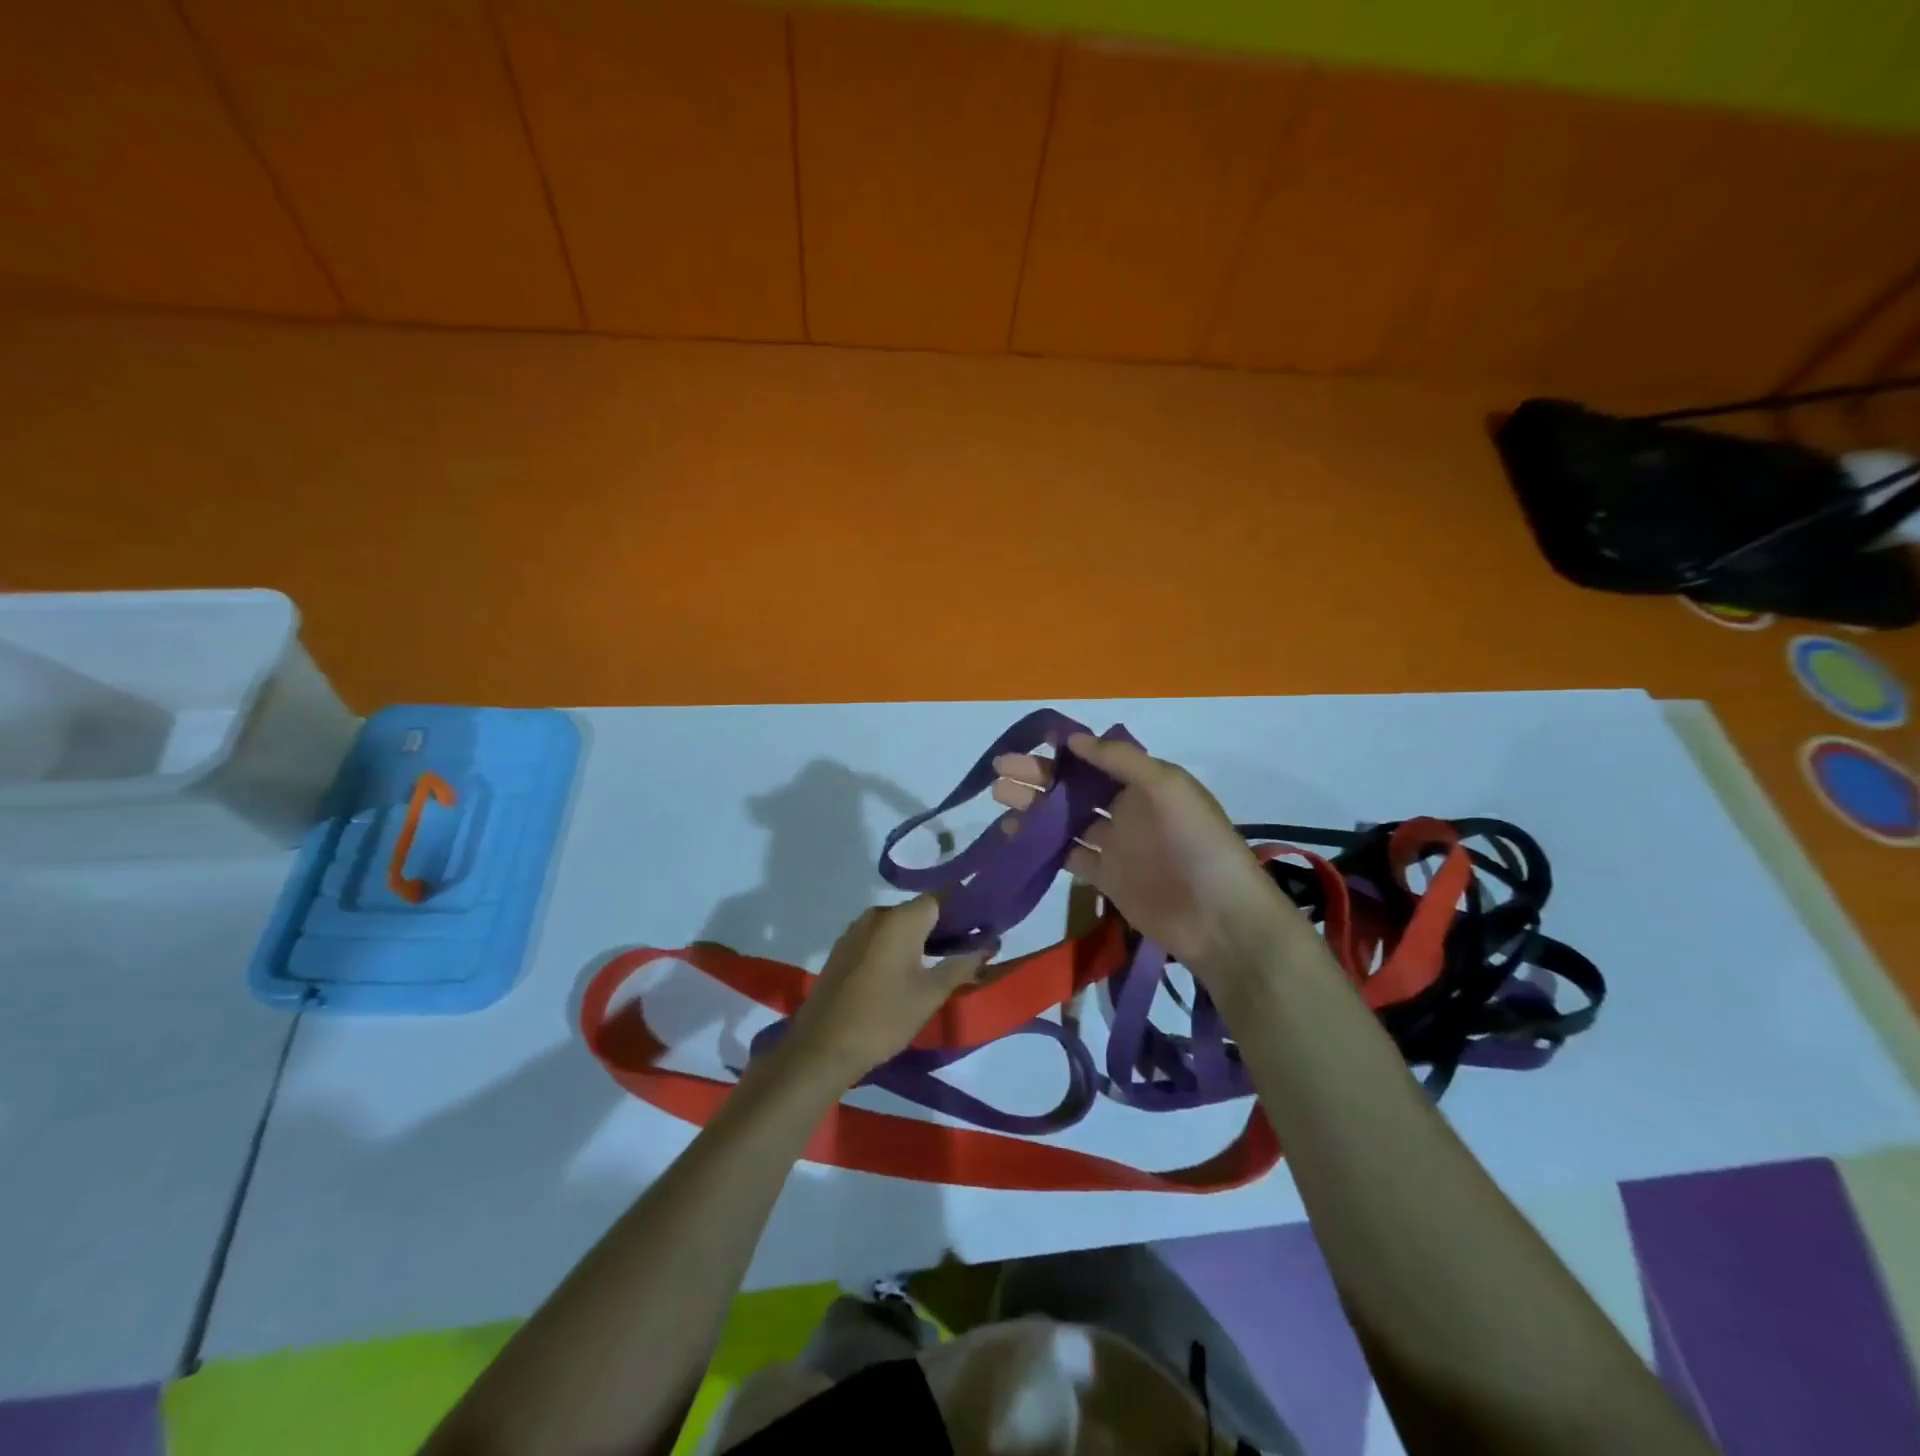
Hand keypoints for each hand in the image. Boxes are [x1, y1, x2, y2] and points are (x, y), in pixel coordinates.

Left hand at [777, 896, 994, 1088]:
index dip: (963, 907)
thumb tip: (989, 945)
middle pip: (918, 910)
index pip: (940, 897)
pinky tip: (905, 972)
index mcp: (900, 919)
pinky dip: (896, 947)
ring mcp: (854, 932)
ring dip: (918, 938)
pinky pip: (877, 938)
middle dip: (943, 925)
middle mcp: (876, 915)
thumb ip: (962, 965)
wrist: (821, 1047)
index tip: (982, 923)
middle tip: (967, 948)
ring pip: (896, 925)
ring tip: (940, 962)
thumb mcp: (930, 994)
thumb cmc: (884, 1018)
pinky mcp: (842, 950)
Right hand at [992, 733, 1304, 991]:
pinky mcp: (1106, 878)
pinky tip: (1015, 836)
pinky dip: (1042, 845)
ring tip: (999, 797)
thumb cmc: (1196, 842)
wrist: (1219, 917)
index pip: (1096, 760)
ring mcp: (1115, 845)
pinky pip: (1068, 855)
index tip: (1029, 745)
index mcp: (1144, 783)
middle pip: (1075, 788)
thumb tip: (1073, 739)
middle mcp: (1127, 809)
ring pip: (1066, 820)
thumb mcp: (1167, 787)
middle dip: (1039, 777)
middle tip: (999, 771)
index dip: (1064, 752)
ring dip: (1035, 808)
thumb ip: (1121, 761)